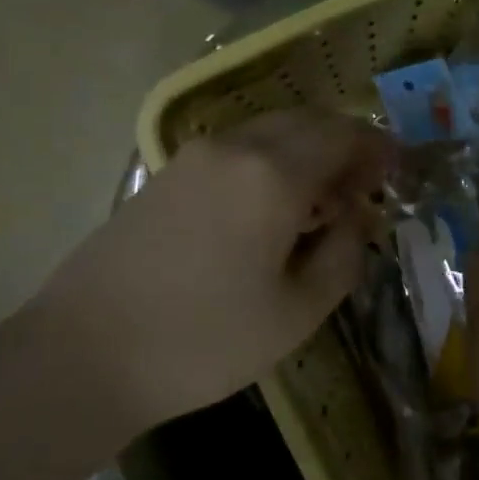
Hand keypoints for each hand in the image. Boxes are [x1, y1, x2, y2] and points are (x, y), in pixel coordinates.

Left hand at [29, 109, 394, 427]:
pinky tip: (272, 209)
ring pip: (269, 133)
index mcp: (273, 175)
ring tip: (322, 202)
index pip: (342, 137)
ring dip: (306, 152)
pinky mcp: (165, 176)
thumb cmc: (203, 341)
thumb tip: (357, 219)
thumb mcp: (296, 312)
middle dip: (344, 145)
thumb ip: (343, 256)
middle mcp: (234, 148)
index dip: (376, 149)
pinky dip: (270, 162)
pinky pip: (237, 151)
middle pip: (306, 123)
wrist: (82, 357)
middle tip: (364, 187)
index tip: (396, 172)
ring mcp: (193, 158)